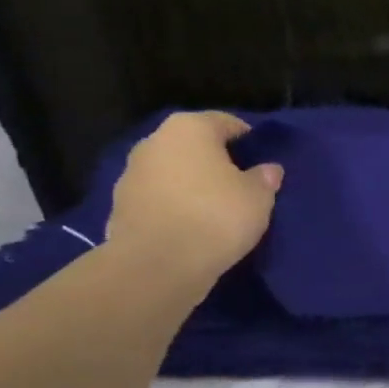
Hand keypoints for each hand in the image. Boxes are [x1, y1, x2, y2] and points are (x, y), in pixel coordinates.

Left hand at [106, 111, 282, 287]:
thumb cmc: (215, 217)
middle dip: (215, 160)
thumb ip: (264, 178)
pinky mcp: (120, 205)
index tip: (262, 159)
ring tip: (214, 209)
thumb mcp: (258, 198)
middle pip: (194, 145)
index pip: (226, 122)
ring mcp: (131, 173)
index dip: (248, 139)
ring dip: (191, 184)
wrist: (157, 264)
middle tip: (240, 184)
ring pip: (173, 172)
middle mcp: (155, 141)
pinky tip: (191, 227)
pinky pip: (158, 199)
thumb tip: (268, 169)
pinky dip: (173, 206)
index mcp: (189, 128)